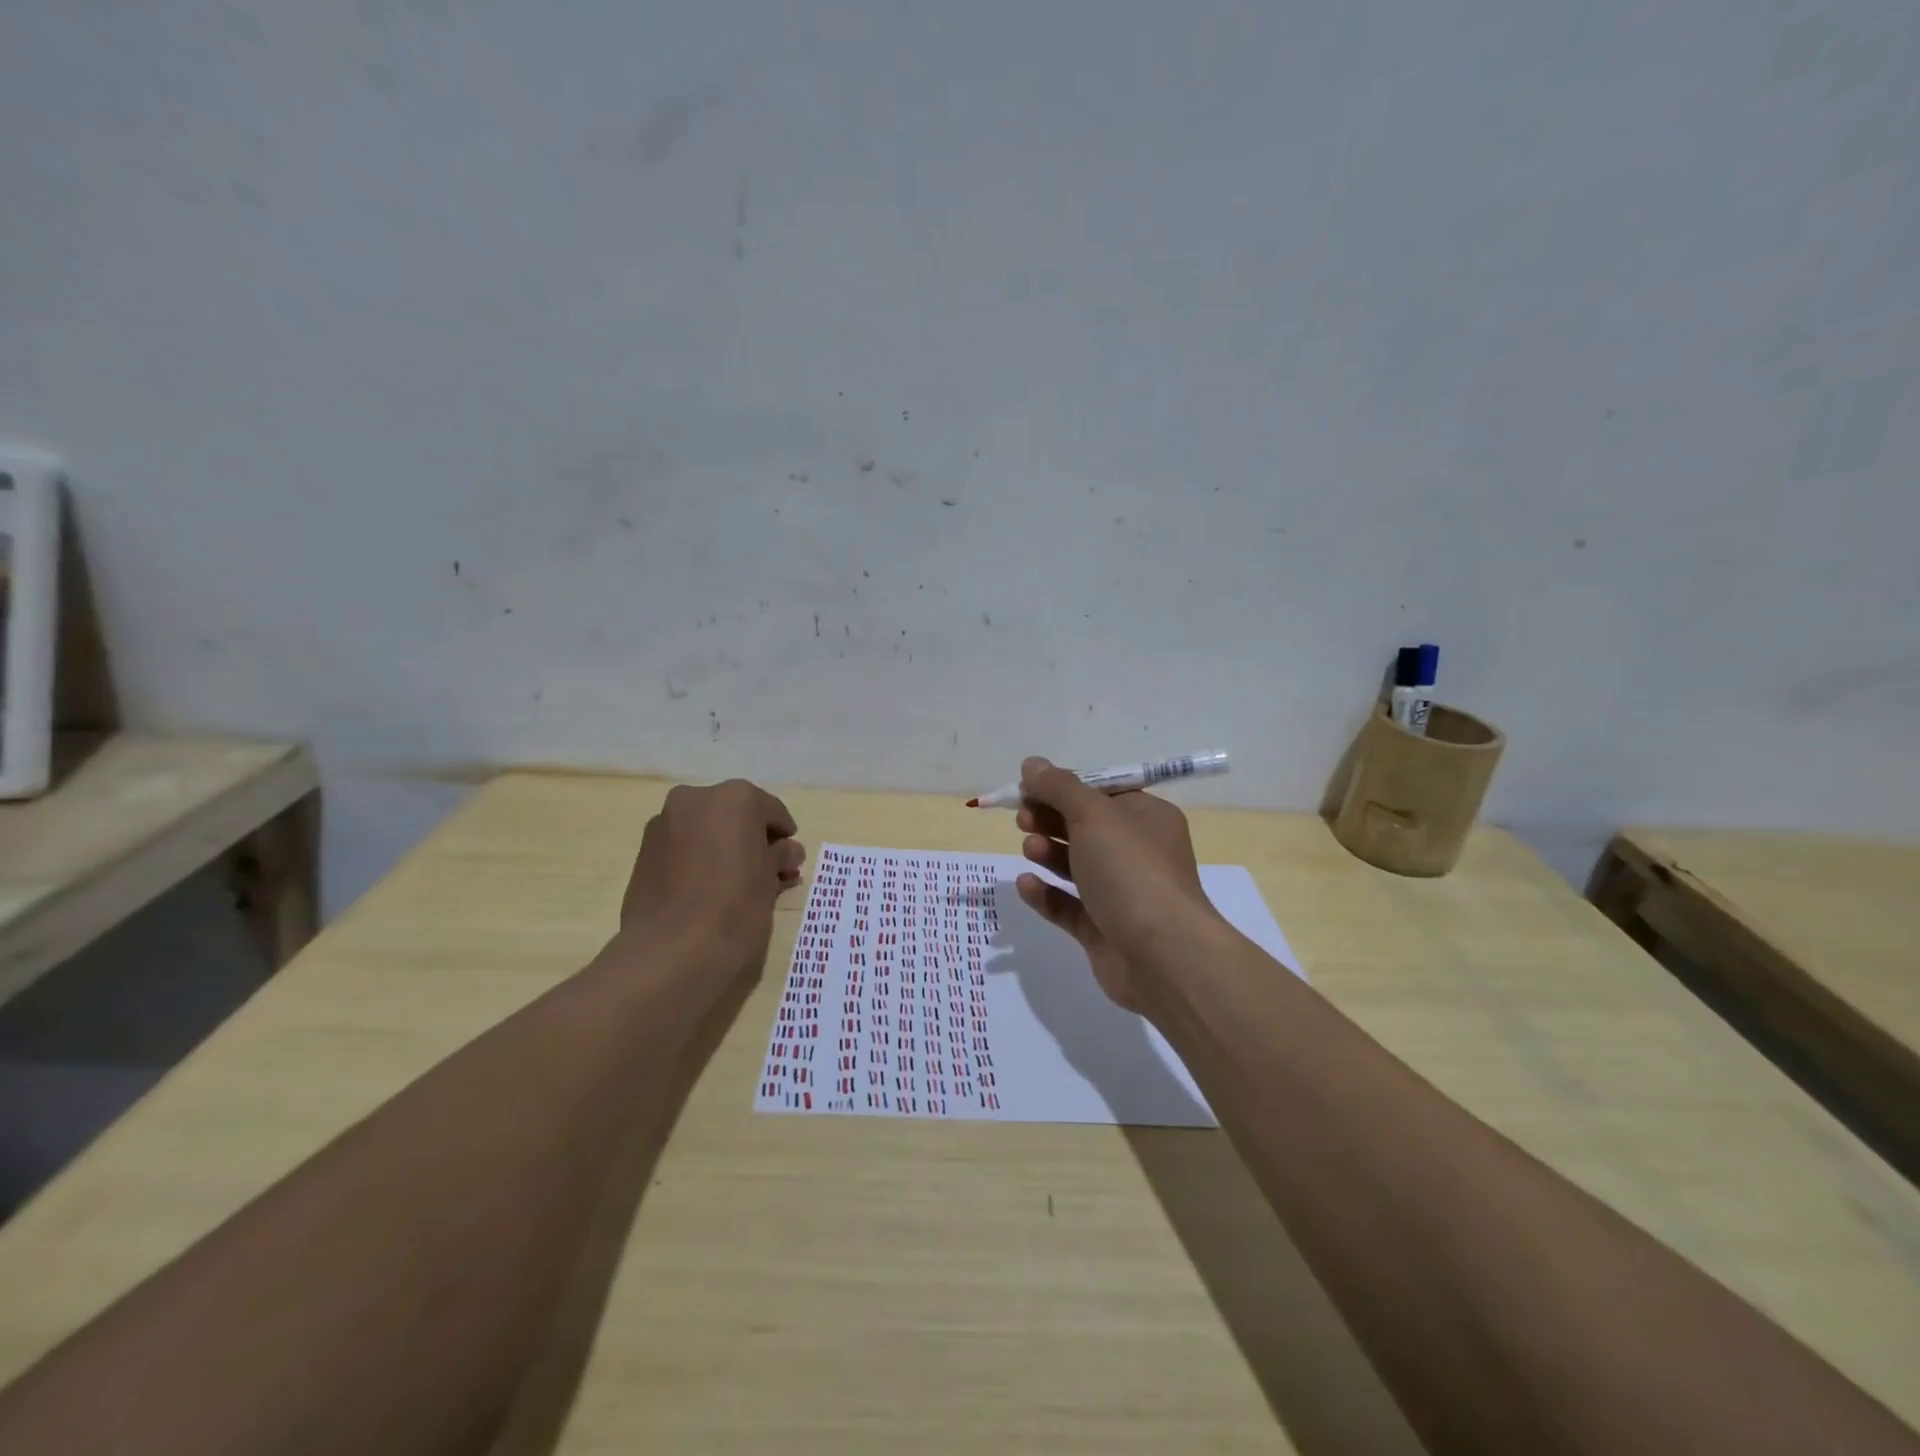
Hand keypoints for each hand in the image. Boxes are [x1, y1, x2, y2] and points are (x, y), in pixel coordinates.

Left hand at [618, 779, 805, 971]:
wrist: (670, 950)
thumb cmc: (735, 906)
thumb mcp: (771, 880)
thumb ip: (780, 856)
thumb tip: (786, 851)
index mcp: (735, 797)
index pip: (771, 811)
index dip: (784, 836)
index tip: (790, 860)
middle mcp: (696, 799)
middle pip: (736, 816)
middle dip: (753, 841)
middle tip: (768, 872)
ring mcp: (665, 824)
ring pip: (707, 831)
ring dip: (725, 850)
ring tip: (740, 886)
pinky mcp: (644, 852)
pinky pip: (684, 848)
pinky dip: (700, 860)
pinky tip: (711, 890)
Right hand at [1013, 757, 1225, 1011]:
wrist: (1163, 956)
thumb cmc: (1132, 871)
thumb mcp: (1093, 815)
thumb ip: (1058, 787)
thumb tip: (1031, 764)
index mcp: (1146, 818)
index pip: (1100, 792)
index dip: (1063, 787)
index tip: (1027, 787)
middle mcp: (1137, 852)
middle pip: (1085, 827)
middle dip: (1051, 818)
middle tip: (1023, 818)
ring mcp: (1121, 894)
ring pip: (1076, 866)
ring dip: (1048, 852)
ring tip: (1028, 848)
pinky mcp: (1103, 930)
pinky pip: (1069, 905)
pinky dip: (1046, 894)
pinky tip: (1025, 885)